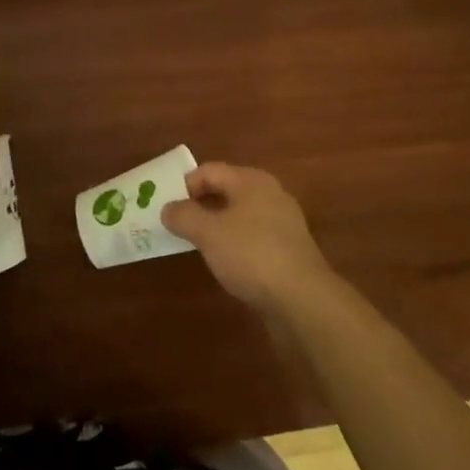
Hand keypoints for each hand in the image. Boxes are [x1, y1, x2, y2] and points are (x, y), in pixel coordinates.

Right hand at [161, 162, 332, 312]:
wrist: (303, 299)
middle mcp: (269, 193)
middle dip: (199, 205)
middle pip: (225, 190)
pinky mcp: (288, 249)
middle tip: (176, 226)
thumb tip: (168, 208)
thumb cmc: (251, 255)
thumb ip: (184, 216)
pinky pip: (253, 236)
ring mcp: (282, 221)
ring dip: (216, 226)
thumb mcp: (208, 233)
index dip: (184, 185)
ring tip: (197, 246)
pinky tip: (226, 264)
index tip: (166, 209)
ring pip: (239, 215)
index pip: (209, 170)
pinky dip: (235, 244)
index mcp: (250, 180)